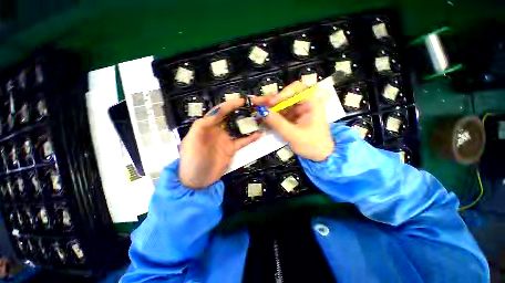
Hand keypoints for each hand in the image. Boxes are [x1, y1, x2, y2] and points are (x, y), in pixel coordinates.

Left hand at [179, 99, 261, 188]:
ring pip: (238, 127)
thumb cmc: (192, 160)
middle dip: (241, 110)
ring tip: (259, 116)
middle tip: (254, 105)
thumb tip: (216, 112)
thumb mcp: (192, 141)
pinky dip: (251, 137)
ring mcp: (226, 139)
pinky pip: (242, 141)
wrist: (197, 181)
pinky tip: (259, 134)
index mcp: (207, 125)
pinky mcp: (231, 149)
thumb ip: (202, 125)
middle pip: (231, 116)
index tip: (243, 101)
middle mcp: (217, 129)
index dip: (230, 104)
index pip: (219, 111)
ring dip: (248, 122)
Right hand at [253, 81, 333, 161]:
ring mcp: (298, 111)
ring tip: (256, 108)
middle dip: (271, 100)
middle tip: (256, 102)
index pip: (297, 89)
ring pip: (282, 104)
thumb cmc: (312, 145)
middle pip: (286, 96)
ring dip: (269, 107)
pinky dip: (272, 115)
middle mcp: (305, 103)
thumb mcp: (293, 134)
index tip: (271, 102)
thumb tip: (262, 111)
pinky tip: (263, 116)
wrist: (320, 156)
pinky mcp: (293, 118)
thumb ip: (277, 123)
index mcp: (312, 103)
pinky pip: (281, 113)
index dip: (282, 93)